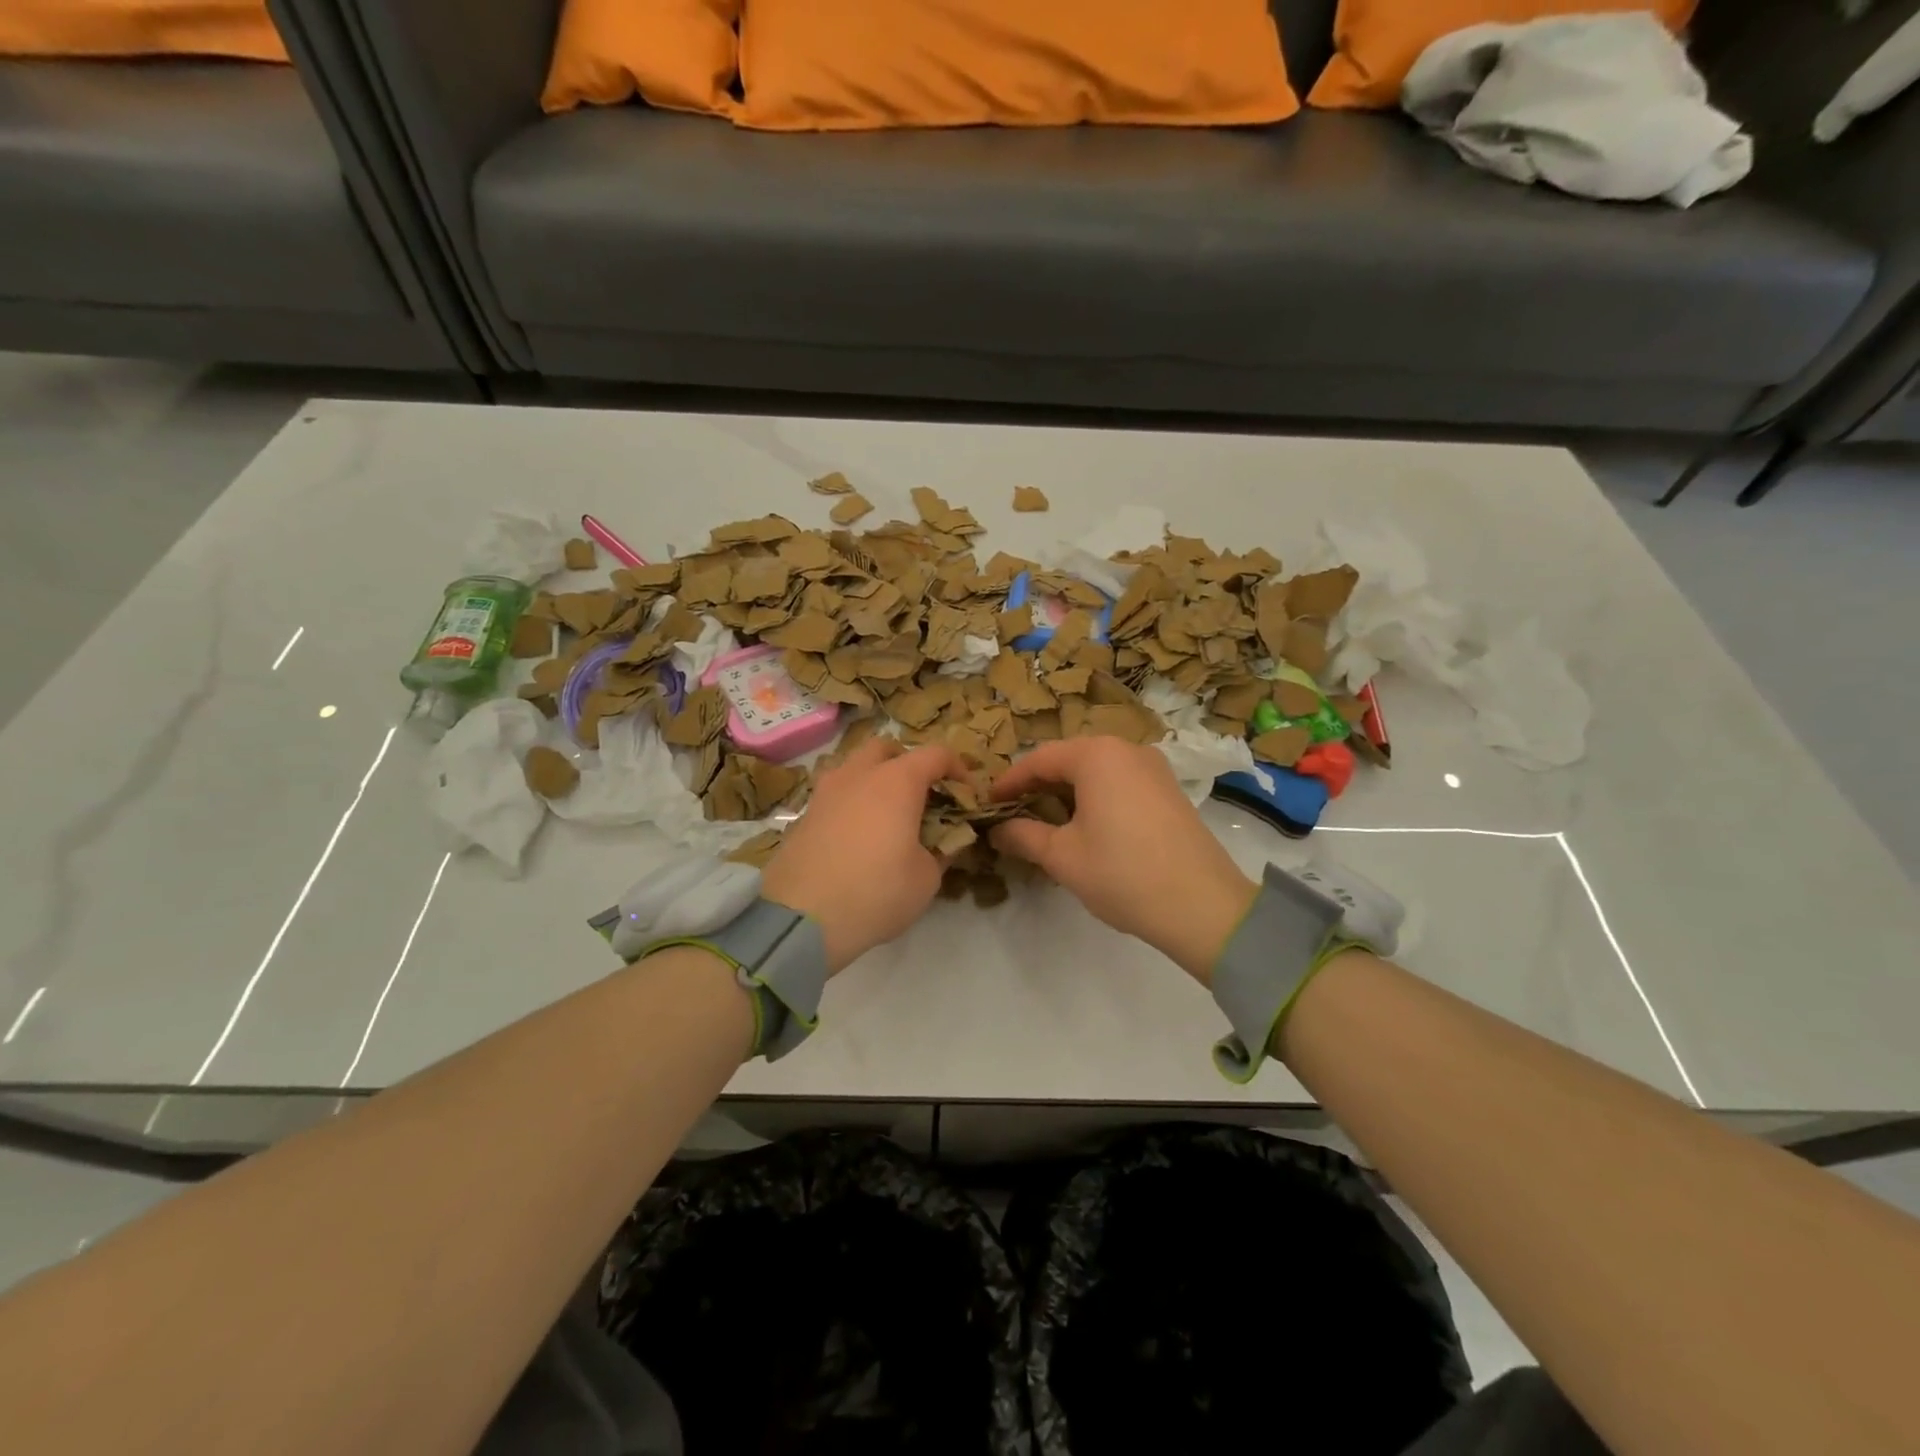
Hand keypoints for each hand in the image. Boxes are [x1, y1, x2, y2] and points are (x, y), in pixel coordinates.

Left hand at [761, 737, 959, 973]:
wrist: (802, 919)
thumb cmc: (877, 892)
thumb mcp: (927, 878)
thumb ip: (941, 851)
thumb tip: (944, 841)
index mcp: (897, 781)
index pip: (936, 754)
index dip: (958, 769)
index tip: (967, 795)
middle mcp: (858, 775)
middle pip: (887, 748)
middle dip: (909, 764)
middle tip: (922, 797)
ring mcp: (825, 792)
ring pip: (854, 767)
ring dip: (875, 780)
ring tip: (887, 816)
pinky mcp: (803, 815)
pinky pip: (835, 795)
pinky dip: (852, 803)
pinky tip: (858, 837)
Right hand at [990, 738, 1256, 984]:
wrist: (1203, 905)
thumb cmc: (1122, 873)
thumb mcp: (1062, 856)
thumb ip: (1023, 835)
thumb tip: (997, 830)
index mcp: (1097, 754)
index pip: (1039, 759)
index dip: (1009, 782)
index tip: (987, 804)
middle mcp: (1127, 749)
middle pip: (1069, 760)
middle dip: (1038, 786)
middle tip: (1013, 815)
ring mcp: (1153, 768)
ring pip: (1096, 771)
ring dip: (1067, 793)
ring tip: (1045, 823)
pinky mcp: (1169, 790)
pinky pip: (1120, 782)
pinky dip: (1095, 798)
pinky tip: (1085, 827)